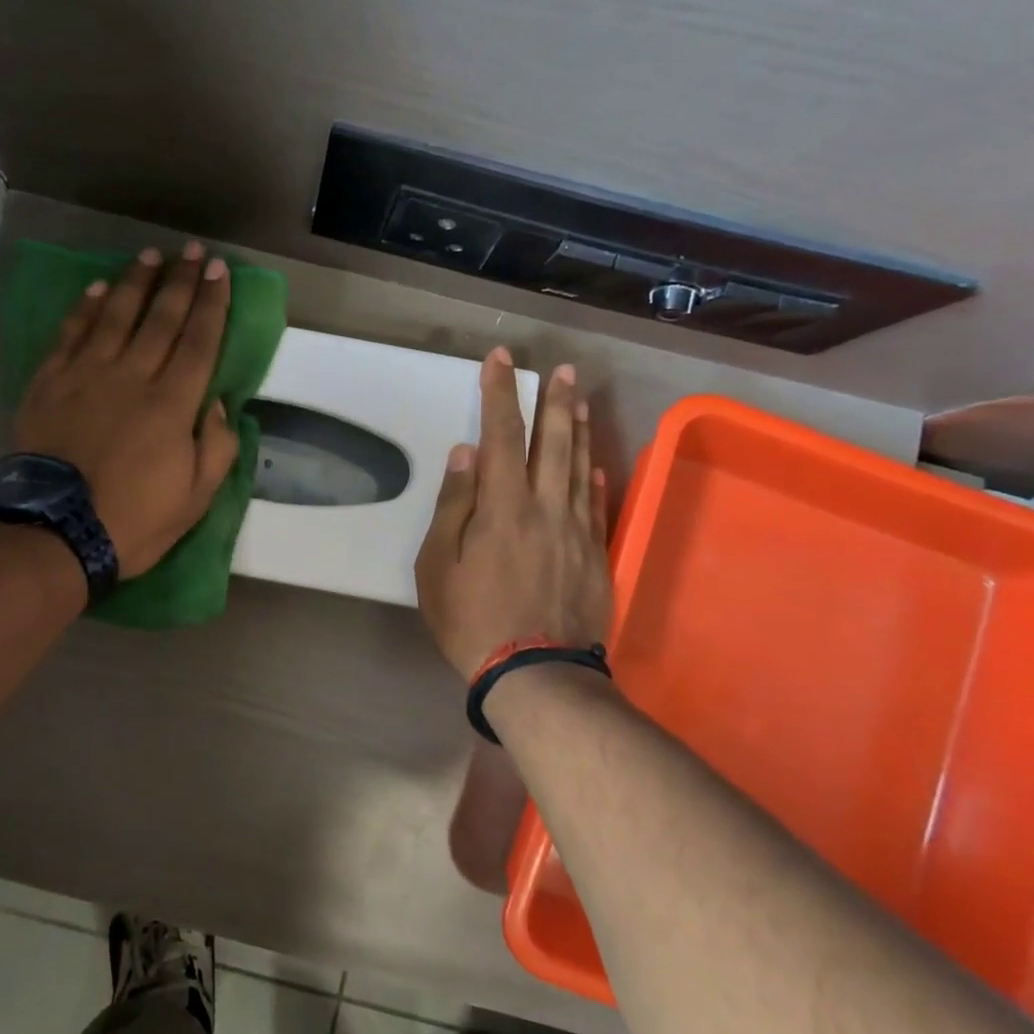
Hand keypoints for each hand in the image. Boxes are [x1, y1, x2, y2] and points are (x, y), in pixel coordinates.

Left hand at [13, 243, 240, 577]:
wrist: (55, 532)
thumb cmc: (133, 521)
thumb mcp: (195, 499)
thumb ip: (215, 447)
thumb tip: (218, 404)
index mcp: (172, 405)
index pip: (199, 342)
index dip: (212, 304)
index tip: (220, 272)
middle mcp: (132, 377)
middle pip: (161, 318)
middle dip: (181, 282)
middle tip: (194, 251)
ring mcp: (87, 375)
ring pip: (116, 315)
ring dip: (136, 281)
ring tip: (151, 254)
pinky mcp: (50, 383)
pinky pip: (71, 334)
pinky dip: (86, 308)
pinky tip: (98, 288)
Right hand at [416, 350, 612, 680]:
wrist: (535, 674)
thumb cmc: (472, 619)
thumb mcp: (438, 566)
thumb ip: (453, 506)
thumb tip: (466, 453)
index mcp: (504, 507)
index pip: (503, 435)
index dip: (501, 393)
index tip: (500, 360)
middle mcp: (546, 508)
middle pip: (554, 443)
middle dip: (555, 401)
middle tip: (562, 369)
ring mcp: (576, 532)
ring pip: (580, 468)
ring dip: (580, 430)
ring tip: (580, 400)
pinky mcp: (595, 557)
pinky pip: (596, 506)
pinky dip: (595, 479)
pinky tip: (595, 464)